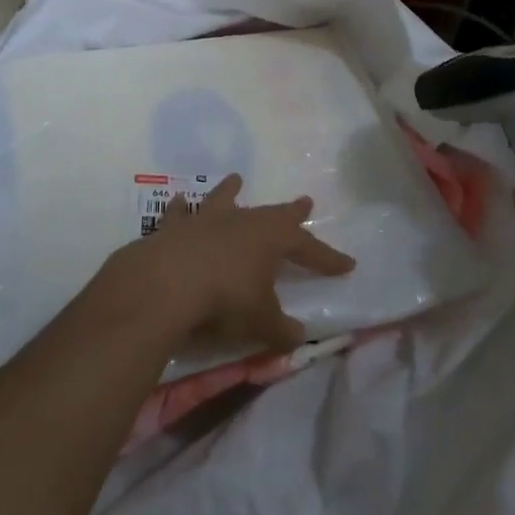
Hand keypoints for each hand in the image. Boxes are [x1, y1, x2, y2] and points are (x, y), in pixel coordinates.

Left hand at [103, 175, 354, 351]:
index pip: (308, 247)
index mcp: (271, 238)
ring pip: (224, 200)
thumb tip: (298, 336)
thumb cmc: (225, 299)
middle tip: (306, 202)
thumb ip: (281, 329)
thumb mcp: (261, 321)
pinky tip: (179, 200)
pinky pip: (180, 214)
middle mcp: (242, 221)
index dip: (327, 258)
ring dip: (231, 191)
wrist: (166, 283)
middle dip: (291, 212)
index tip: (347, 264)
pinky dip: (181, 209)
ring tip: (236, 178)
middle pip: (272, 214)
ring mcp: (206, 220)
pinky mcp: (174, 228)